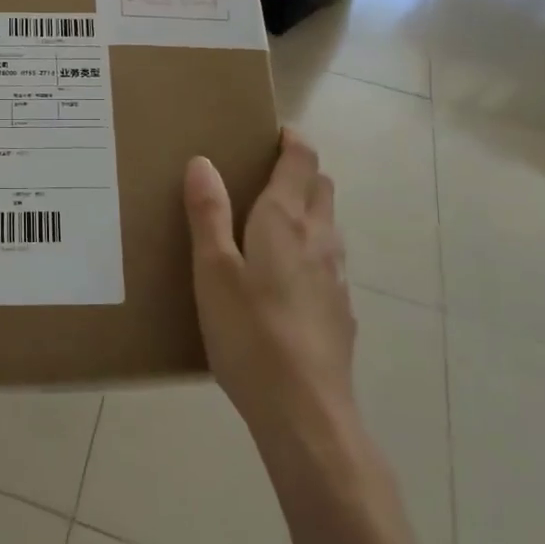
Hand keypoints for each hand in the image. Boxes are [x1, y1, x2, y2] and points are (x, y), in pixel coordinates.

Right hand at [182, 133, 360, 457]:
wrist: (306, 412)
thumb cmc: (250, 333)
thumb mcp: (212, 270)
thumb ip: (207, 213)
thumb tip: (203, 161)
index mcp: (286, 220)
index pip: (302, 160)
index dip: (292, 139)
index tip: (274, 131)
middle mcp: (320, 238)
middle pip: (321, 187)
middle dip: (299, 171)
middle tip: (262, 174)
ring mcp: (337, 276)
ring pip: (327, 225)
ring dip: (306, 210)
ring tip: (269, 224)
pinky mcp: (341, 310)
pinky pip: (327, 261)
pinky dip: (310, 250)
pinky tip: (283, 281)